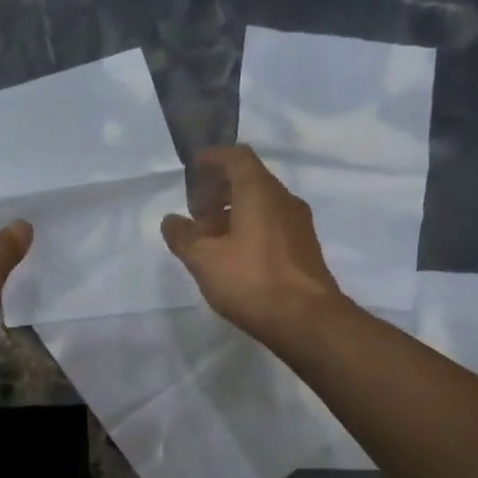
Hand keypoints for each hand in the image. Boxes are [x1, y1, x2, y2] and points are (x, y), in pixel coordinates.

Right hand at [161, 146, 342, 342]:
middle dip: (219, 190)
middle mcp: (284, 200)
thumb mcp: (204, 259)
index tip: (193, 168)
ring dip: (233, 212)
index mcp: (260, 192)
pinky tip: (233, 256)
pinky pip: (271, 225)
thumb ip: (183, 237)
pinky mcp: (303, 248)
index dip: (213, 159)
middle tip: (196, 211)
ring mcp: (298, 224)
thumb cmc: (251, 280)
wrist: (306, 320)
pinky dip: (249, 228)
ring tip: (209, 238)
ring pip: (261, 205)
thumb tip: (171, 221)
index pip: (237, 157)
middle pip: (249, 180)